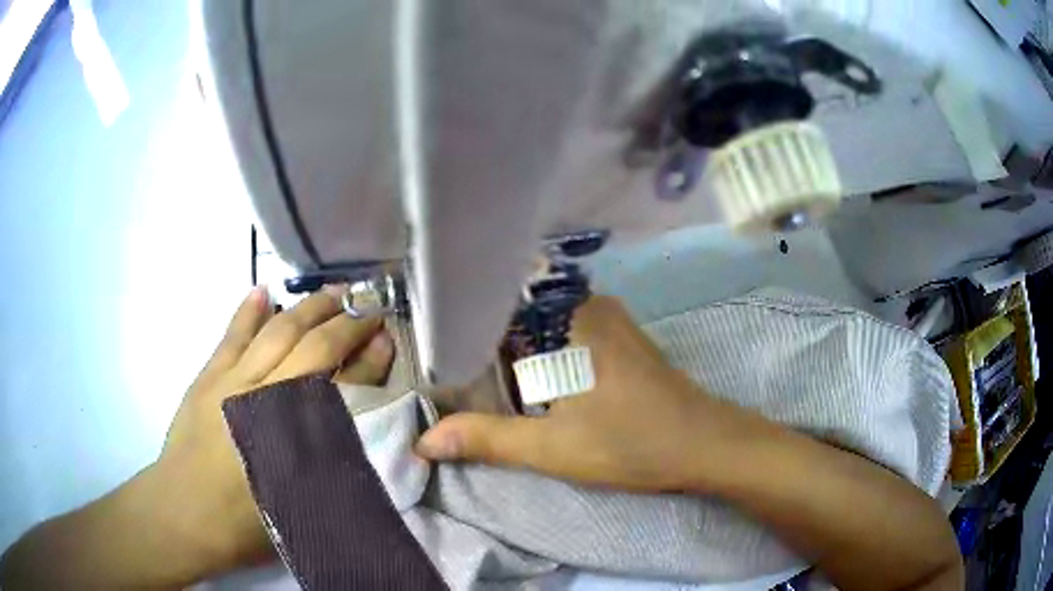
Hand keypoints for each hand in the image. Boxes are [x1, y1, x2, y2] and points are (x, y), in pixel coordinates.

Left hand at [150, 286, 394, 574]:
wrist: (183, 514)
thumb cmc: (246, 524)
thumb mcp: (299, 506)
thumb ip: (326, 468)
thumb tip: (358, 433)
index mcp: (294, 438)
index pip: (340, 385)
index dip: (367, 360)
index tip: (387, 338)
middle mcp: (266, 399)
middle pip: (311, 348)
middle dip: (344, 323)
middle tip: (369, 307)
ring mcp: (232, 382)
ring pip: (276, 333)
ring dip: (307, 308)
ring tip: (334, 292)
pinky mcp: (208, 378)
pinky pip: (232, 336)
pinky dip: (249, 312)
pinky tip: (263, 291)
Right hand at [415, 295, 749, 491]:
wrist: (704, 446)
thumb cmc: (630, 442)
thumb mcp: (551, 447)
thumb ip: (486, 439)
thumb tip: (424, 442)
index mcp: (570, 315)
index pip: (499, 297)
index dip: (463, 317)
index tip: (432, 340)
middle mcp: (590, 305)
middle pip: (519, 312)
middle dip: (485, 338)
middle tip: (446, 362)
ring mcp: (609, 321)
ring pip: (544, 324)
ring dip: (513, 348)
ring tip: (474, 369)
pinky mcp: (620, 340)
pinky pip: (567, 334)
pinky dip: (541, 353)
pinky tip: (525, 377)